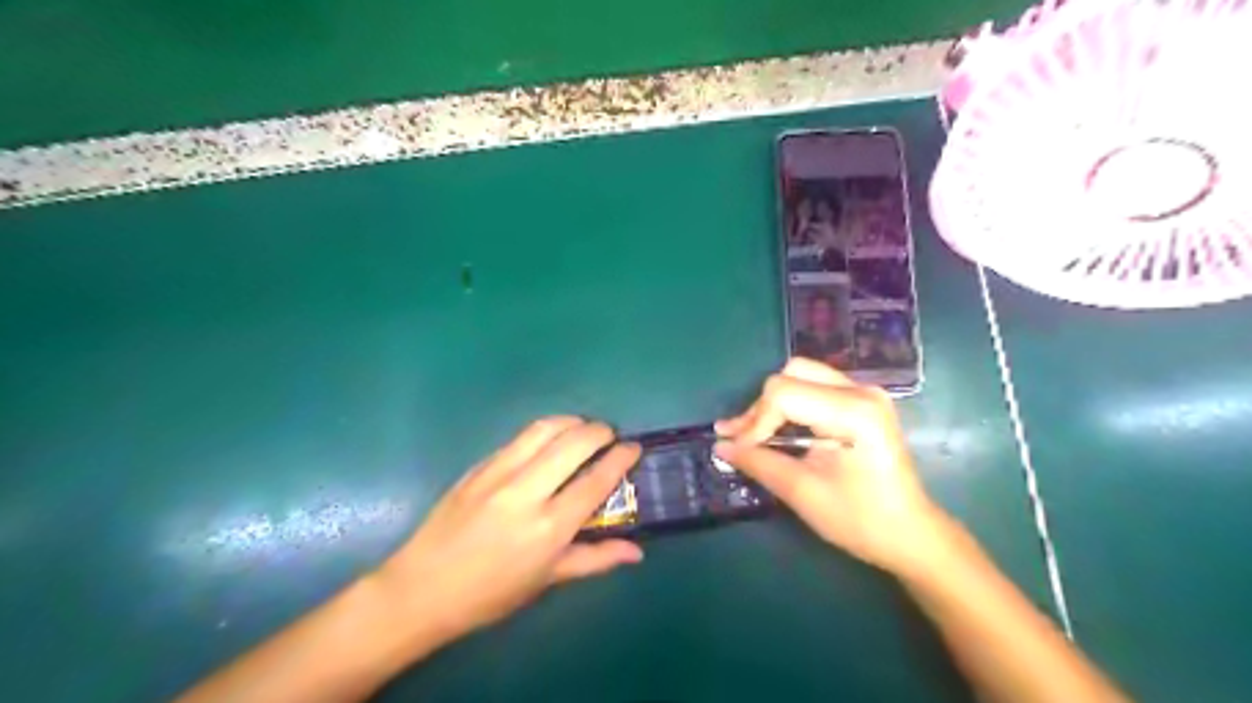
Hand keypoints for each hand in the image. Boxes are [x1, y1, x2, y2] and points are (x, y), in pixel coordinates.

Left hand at [377, 418, 639, 647]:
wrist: (421, 589)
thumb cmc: (490, 594)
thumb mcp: (547, 580)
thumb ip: (595, 559)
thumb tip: (636, 551)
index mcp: (548, 528)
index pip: (595, 481)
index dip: (620, 459)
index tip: (634, 448)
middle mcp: (526, 493)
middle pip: (573, 443)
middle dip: (600, 432)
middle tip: (610, 436)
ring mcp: (498, 475)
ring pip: (544, 429)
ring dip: (572, 422)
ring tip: (583, 429)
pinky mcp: (478, 466)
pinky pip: (519, 438)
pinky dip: (544, 432)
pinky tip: (549, 442)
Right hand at [714, 361, 949, 572]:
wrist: (910, 534)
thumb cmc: (861, 519)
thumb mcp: (803, 492)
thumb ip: (759, 462)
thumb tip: (720, 445)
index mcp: (853, 411)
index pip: (784, 394)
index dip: (754, 421)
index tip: (738, 450)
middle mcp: (861, 390)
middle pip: (792, 375)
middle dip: (761, 407)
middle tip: (742, 440)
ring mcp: (864, 393)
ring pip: (801, 376)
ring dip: (773, 405)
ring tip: (752, 435)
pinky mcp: (862, 402)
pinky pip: (814, 388)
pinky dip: (790, 406)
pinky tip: (777, 431)